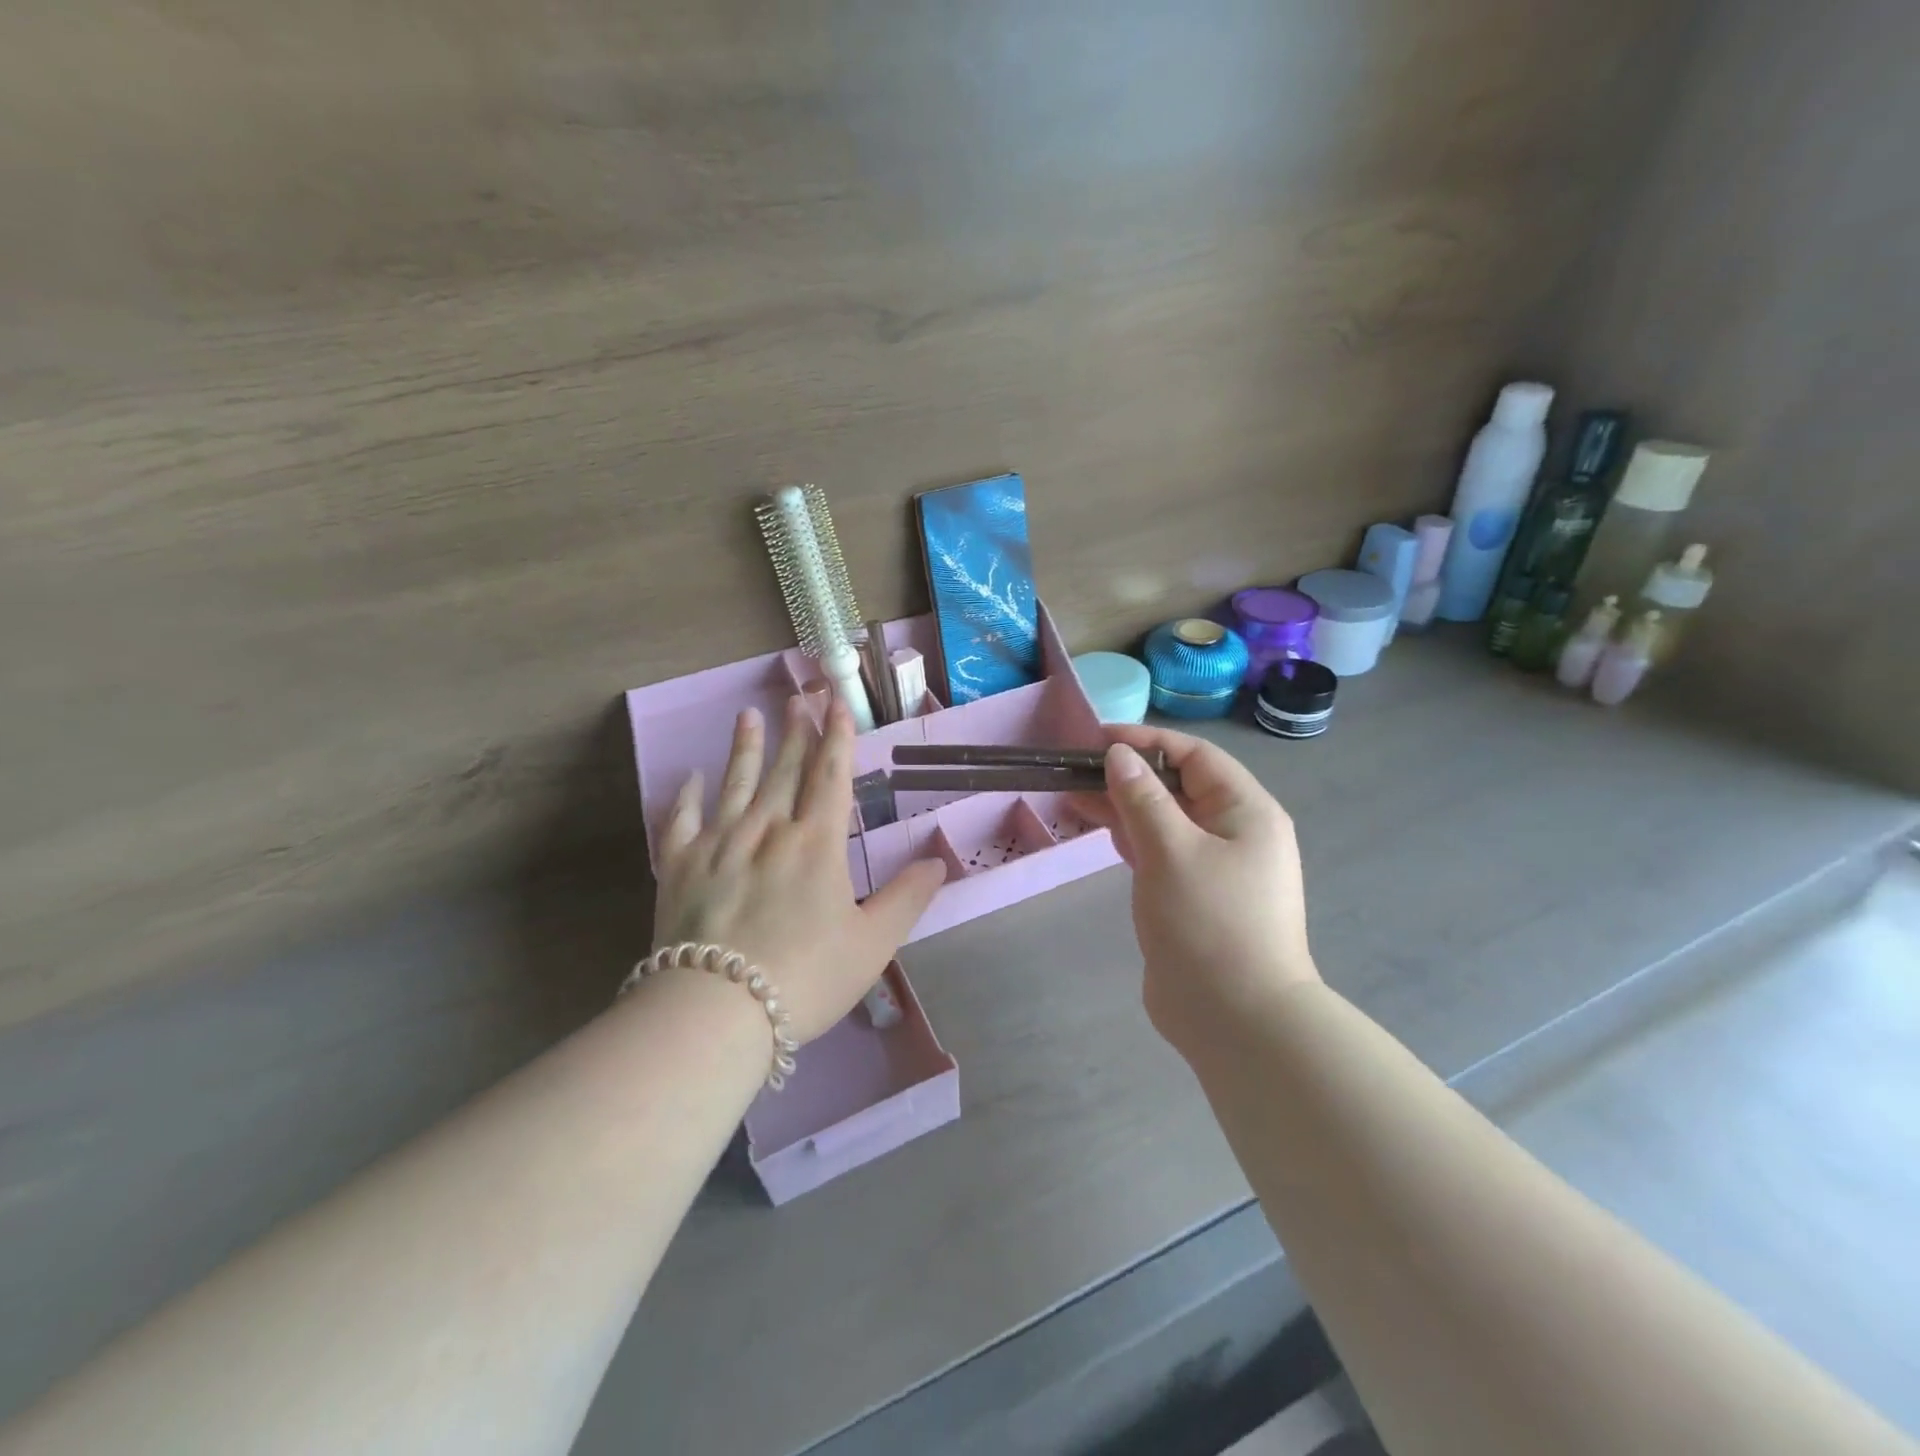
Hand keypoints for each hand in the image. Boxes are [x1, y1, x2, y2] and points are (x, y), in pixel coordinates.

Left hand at [652, 695, 946, 1043]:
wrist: (717, 1010)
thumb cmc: (806, 977)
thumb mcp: (872, 944)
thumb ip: (907, 898)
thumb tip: (939, 861)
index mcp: (816, 844)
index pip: (830, 777)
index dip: (837, 738)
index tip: (837, 705)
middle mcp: (767, 831)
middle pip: (785, 770)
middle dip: (796, 732)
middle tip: (798, 697)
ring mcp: (718, 845)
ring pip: (735, 784)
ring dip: (745, 748)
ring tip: (748, 716)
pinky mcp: (678, 867)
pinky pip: (681, 821)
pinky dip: (686, 796)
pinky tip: (691, 778)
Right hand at [1073, 725, 1318, 1049]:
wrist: (1236, 1020)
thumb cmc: (1209, 922)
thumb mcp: (1171, 850)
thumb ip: (1142, 798)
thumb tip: (1118, 756)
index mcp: (1246, 811)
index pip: (1194, 756)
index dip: (1146, 741)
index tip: (1096, 739)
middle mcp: (1235, 832)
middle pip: (1178, 786)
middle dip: (1129, 774)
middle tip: (1076, 770)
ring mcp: (1215, 867)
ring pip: (1165, 820)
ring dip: (1124, 805)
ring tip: (1074, 795)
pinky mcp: (1193, 897)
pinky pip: (1160, 852)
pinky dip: (1131, 838)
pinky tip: (1101, 830)